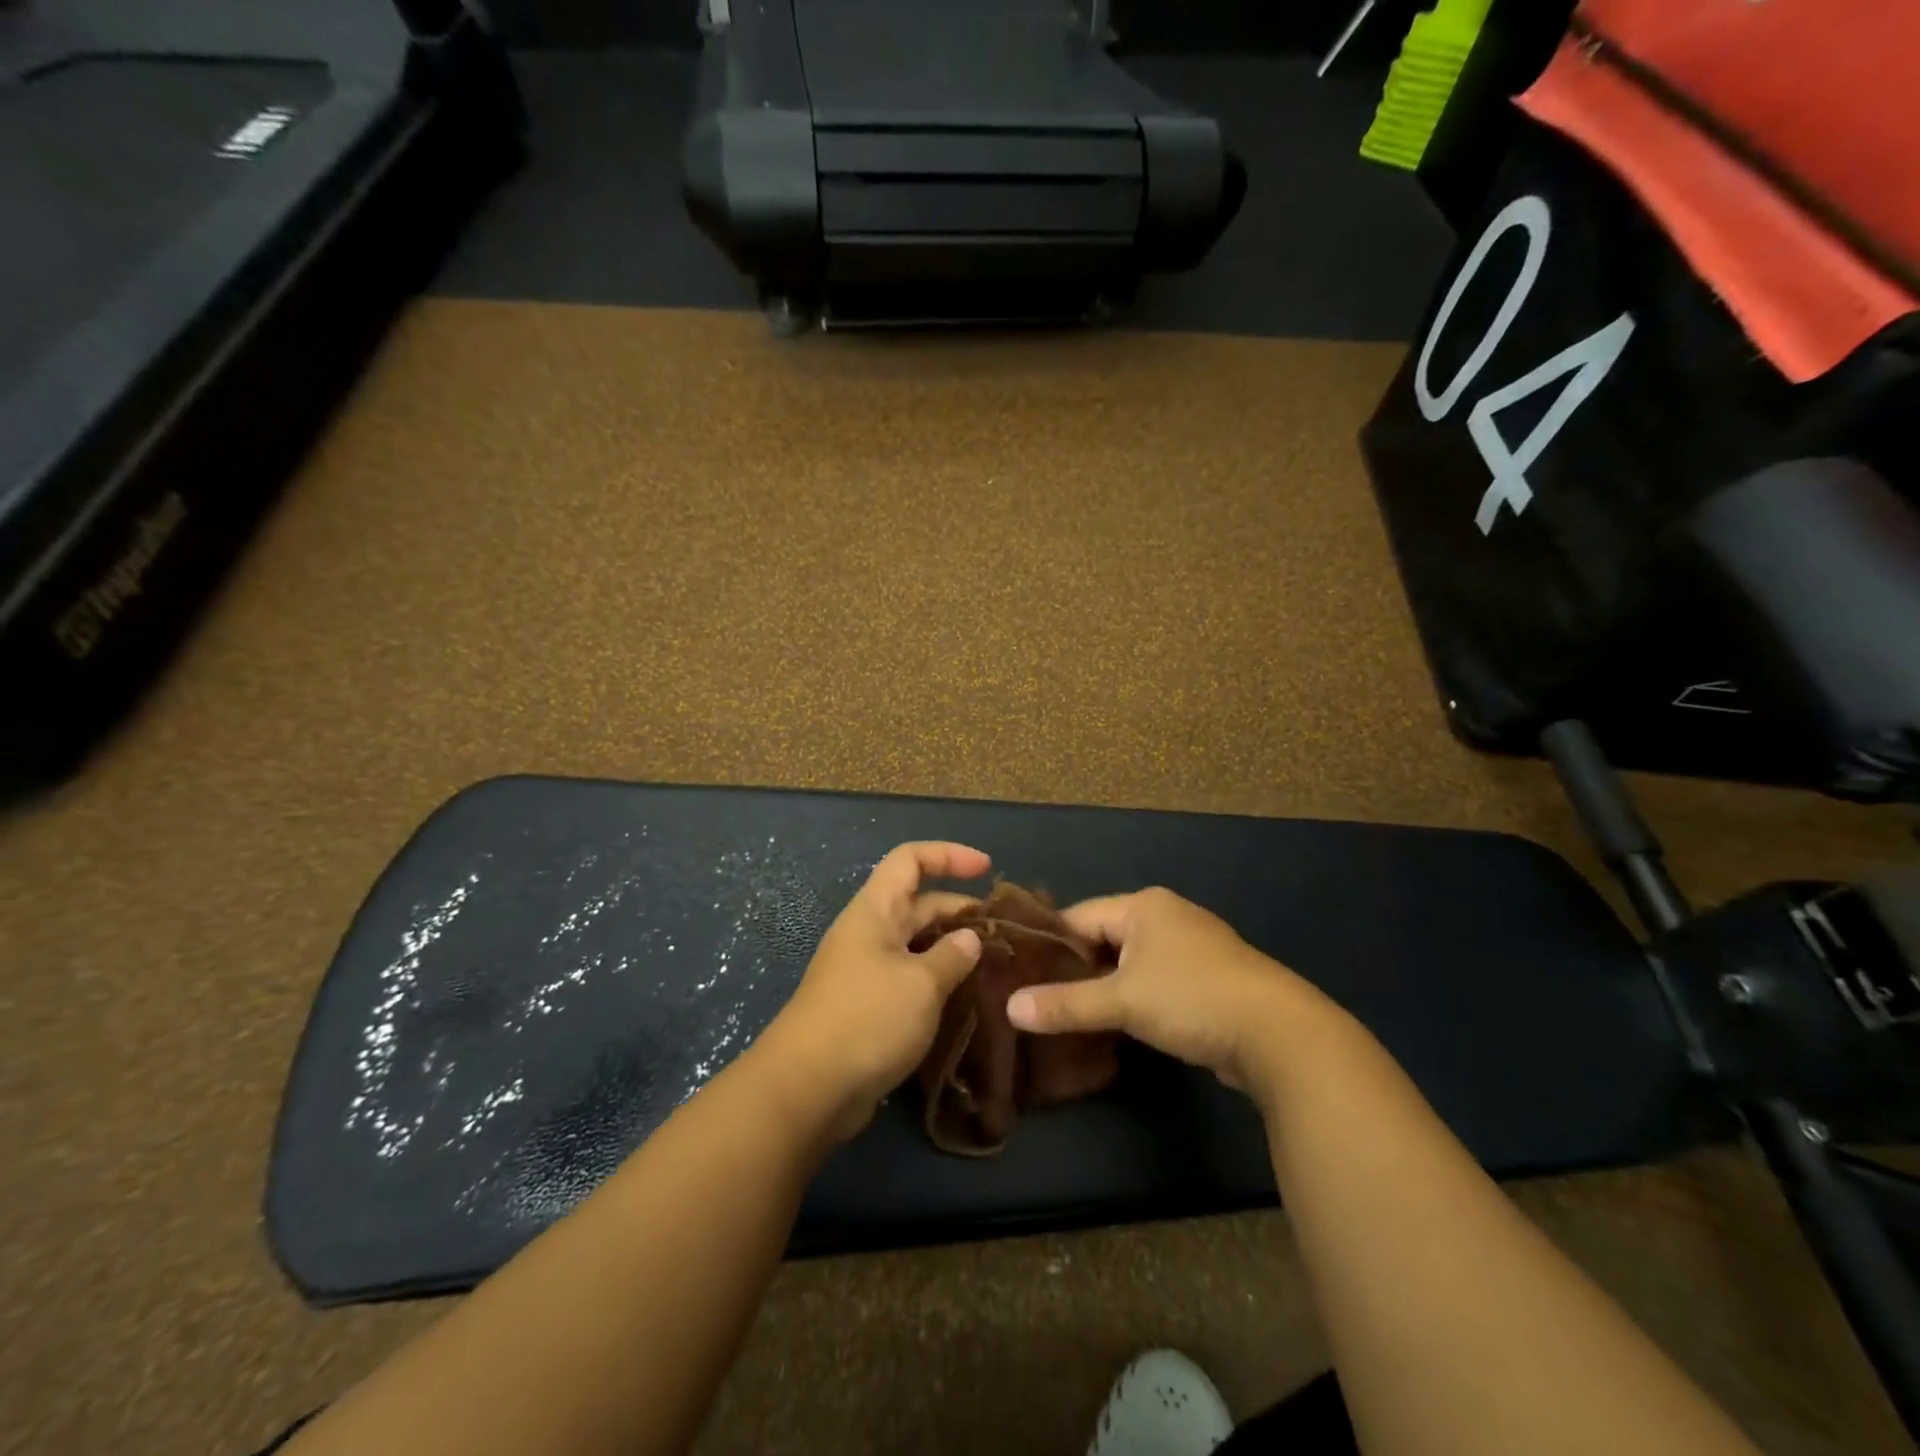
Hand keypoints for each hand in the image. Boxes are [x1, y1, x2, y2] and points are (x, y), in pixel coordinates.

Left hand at [758, 842, 988, 1139]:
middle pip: (919, 902)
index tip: (988, 868)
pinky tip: (967, 999)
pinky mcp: (869, 1006)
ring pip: (917, 944)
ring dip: (953, 949)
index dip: (949, 855)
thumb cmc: (867, 1019)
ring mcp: (867, 971)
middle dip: (960, 909)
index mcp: (875, 911)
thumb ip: (952, 956)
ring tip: (995, 965)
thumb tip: (970, 938)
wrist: (808, 1088)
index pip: (910, 859)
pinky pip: (911, 978)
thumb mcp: (921, 983)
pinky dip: (939, 980)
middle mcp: (870, 933)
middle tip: (1004, 932)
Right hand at [1005, 887, 1340, 1093]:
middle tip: (1037, 1001)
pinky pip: (1153, 982)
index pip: (1078, 917)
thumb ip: (1066, 1004)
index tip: (1018, 975)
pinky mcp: (1205, 980)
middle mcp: (1166, 917)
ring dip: (1104, 988)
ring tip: (1067, 1016)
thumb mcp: (1123, 1001)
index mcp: (1144, 905)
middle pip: (1103, 938)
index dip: (1048, 946)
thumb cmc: (1193, 999)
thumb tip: (1010, 1008)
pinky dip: (1132, 1000)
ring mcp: (1189, 948)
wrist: (1280, 1035)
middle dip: (1074, 970)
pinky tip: (1113, 1026)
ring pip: (1128, 963)